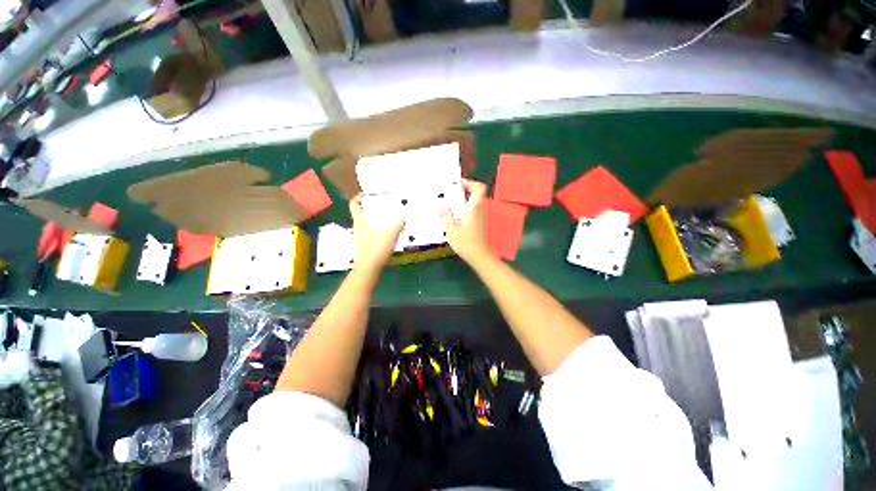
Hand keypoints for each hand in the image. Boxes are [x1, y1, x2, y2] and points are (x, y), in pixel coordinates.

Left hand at [350, 194, 403, 274]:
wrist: (368, 269)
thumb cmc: (376, 249)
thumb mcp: (390, 235)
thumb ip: (398, 224)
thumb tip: (403, 217)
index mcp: (360, 221)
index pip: (354, 204)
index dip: (359, 197)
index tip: (369, 194)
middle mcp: (358, 227)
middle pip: (361, 213)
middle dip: (371, 207)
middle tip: (384, 205)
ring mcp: (361, 237)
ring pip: (366, 223)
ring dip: (375, 219)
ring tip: (389, 218)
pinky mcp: (365, 245)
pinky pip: (371, 232)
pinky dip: (379, 229)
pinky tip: (390, 232)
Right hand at [443, 179, 494, 264]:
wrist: (478, 254)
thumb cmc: (464, 241)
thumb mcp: (451, 228)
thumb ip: (446, 214)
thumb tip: (440, 205)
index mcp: (474, 207)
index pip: (479, 188)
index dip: (470, 183)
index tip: (459, 184)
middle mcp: (480, 209)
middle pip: (477, 193)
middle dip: (466, 190)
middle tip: (453, 192)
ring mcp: (482, 216)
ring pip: (476, 201)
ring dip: (466, 199)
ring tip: (452, 202)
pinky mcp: (481, 222)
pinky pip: (475, 209)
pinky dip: (467, 207)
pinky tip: (457, 214)